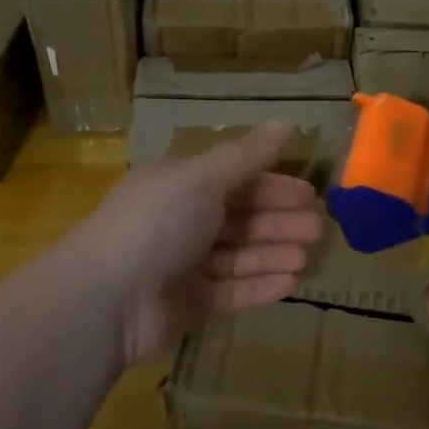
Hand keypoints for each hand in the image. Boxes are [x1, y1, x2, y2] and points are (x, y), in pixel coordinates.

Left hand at [70, 124, 324, 364]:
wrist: (110, 297)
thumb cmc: (157, 223)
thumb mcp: (202, 178)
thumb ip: (246, 156)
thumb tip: (287, 124)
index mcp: (179, 185)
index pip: (234, 180)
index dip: (272, 185)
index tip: (309, 194)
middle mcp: (180, 222)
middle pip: (240, 218)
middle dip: (279, 221)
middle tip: (318, 229)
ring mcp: (183, 265)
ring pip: (239, 255)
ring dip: (273, 253)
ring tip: (308, 257)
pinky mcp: (188, 304)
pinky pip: (231, 291)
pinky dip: (260, 285)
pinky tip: (290, 283)